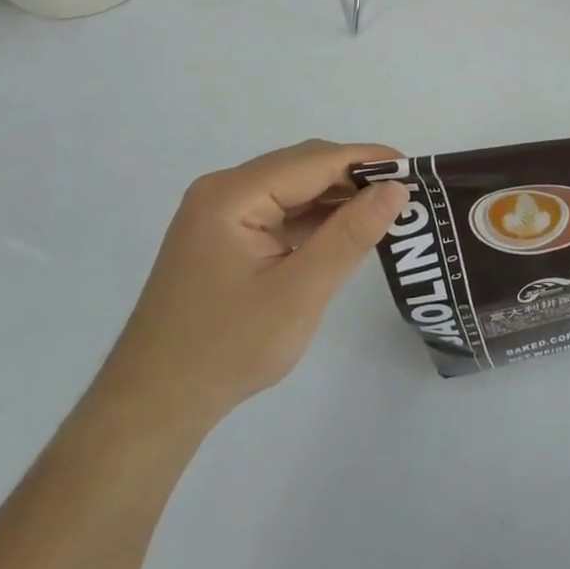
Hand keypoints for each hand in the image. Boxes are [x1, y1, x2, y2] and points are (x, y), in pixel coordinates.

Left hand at [84, 140, 408, 443]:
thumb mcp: (300, 292)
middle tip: (405, 197)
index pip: (314, 160)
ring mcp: (220, 214)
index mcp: (232, 195)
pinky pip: (279, 211)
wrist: (153, 408)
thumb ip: (350, 235)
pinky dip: (314, 218)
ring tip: (384, 213)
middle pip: (302, 166)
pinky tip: (343, 233)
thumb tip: (396, 188)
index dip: (367, 160)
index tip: (416, 171)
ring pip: (293, 187)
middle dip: (354, 177)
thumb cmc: (227, 349)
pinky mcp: (223, 237)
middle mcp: (223, 191)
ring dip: (336, 198)